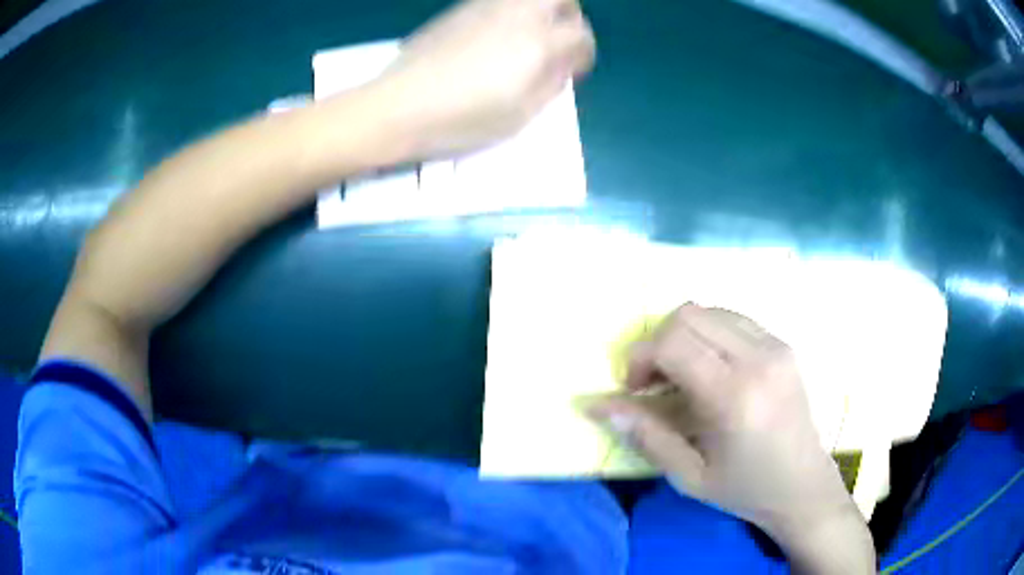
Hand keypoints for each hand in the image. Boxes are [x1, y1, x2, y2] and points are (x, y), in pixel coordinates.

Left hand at [373, 0, 594, 157]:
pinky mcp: (459, 9)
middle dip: (570, 14)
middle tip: (559, 38)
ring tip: (527, 38)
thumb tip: (564, 63)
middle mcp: (517, 14)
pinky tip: (494, 38)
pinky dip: (510, 12)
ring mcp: (485, 6)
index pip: (580, 34)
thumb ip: (552, 83)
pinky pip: (498, 1)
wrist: (400, 105)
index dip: (584, 52)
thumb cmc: (464, 118)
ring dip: (540, 9)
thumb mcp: (521, 113)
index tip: (574, 69)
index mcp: (538, 41)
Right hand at [587, 304, 874, 572]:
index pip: (673, 341)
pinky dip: (709, 335)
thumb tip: (597, 405)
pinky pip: (733, 319)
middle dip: (659, 341)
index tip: (634, 388)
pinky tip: (710, 370)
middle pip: (689, 314)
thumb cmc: (745, 489)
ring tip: (681, 376)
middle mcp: (759, 358)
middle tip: (654, 382)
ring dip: (684, 336)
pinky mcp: (783, 345)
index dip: (641, 357)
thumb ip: (644, 434)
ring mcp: (776, 346)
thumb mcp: (688, 474)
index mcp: (735, 396)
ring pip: (710, 310)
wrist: (803, 486)